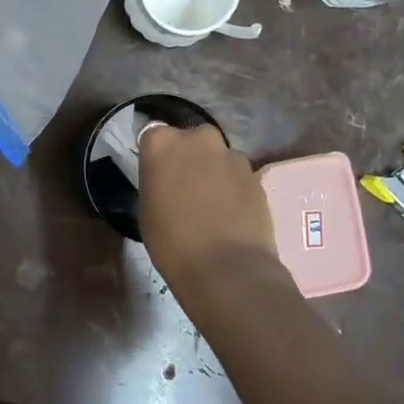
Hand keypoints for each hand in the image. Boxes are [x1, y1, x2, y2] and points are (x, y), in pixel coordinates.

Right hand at [138, 124, 278, 293]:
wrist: (227, 268)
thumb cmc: (172, 242)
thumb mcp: (147, 210)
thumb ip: (156, 181)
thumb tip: (167, 179)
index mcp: (162, 143)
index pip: (153, 135)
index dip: (156, 156)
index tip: (156, 175)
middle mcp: (198, 138)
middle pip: (190, 139)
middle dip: (188, 156)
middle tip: (184, 186)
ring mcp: (231, 155)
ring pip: (217, 156)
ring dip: (212, 171)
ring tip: (210, 204)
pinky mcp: (256, 174)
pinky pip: (237, 175)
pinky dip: (232, 187)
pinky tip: (229, 213)